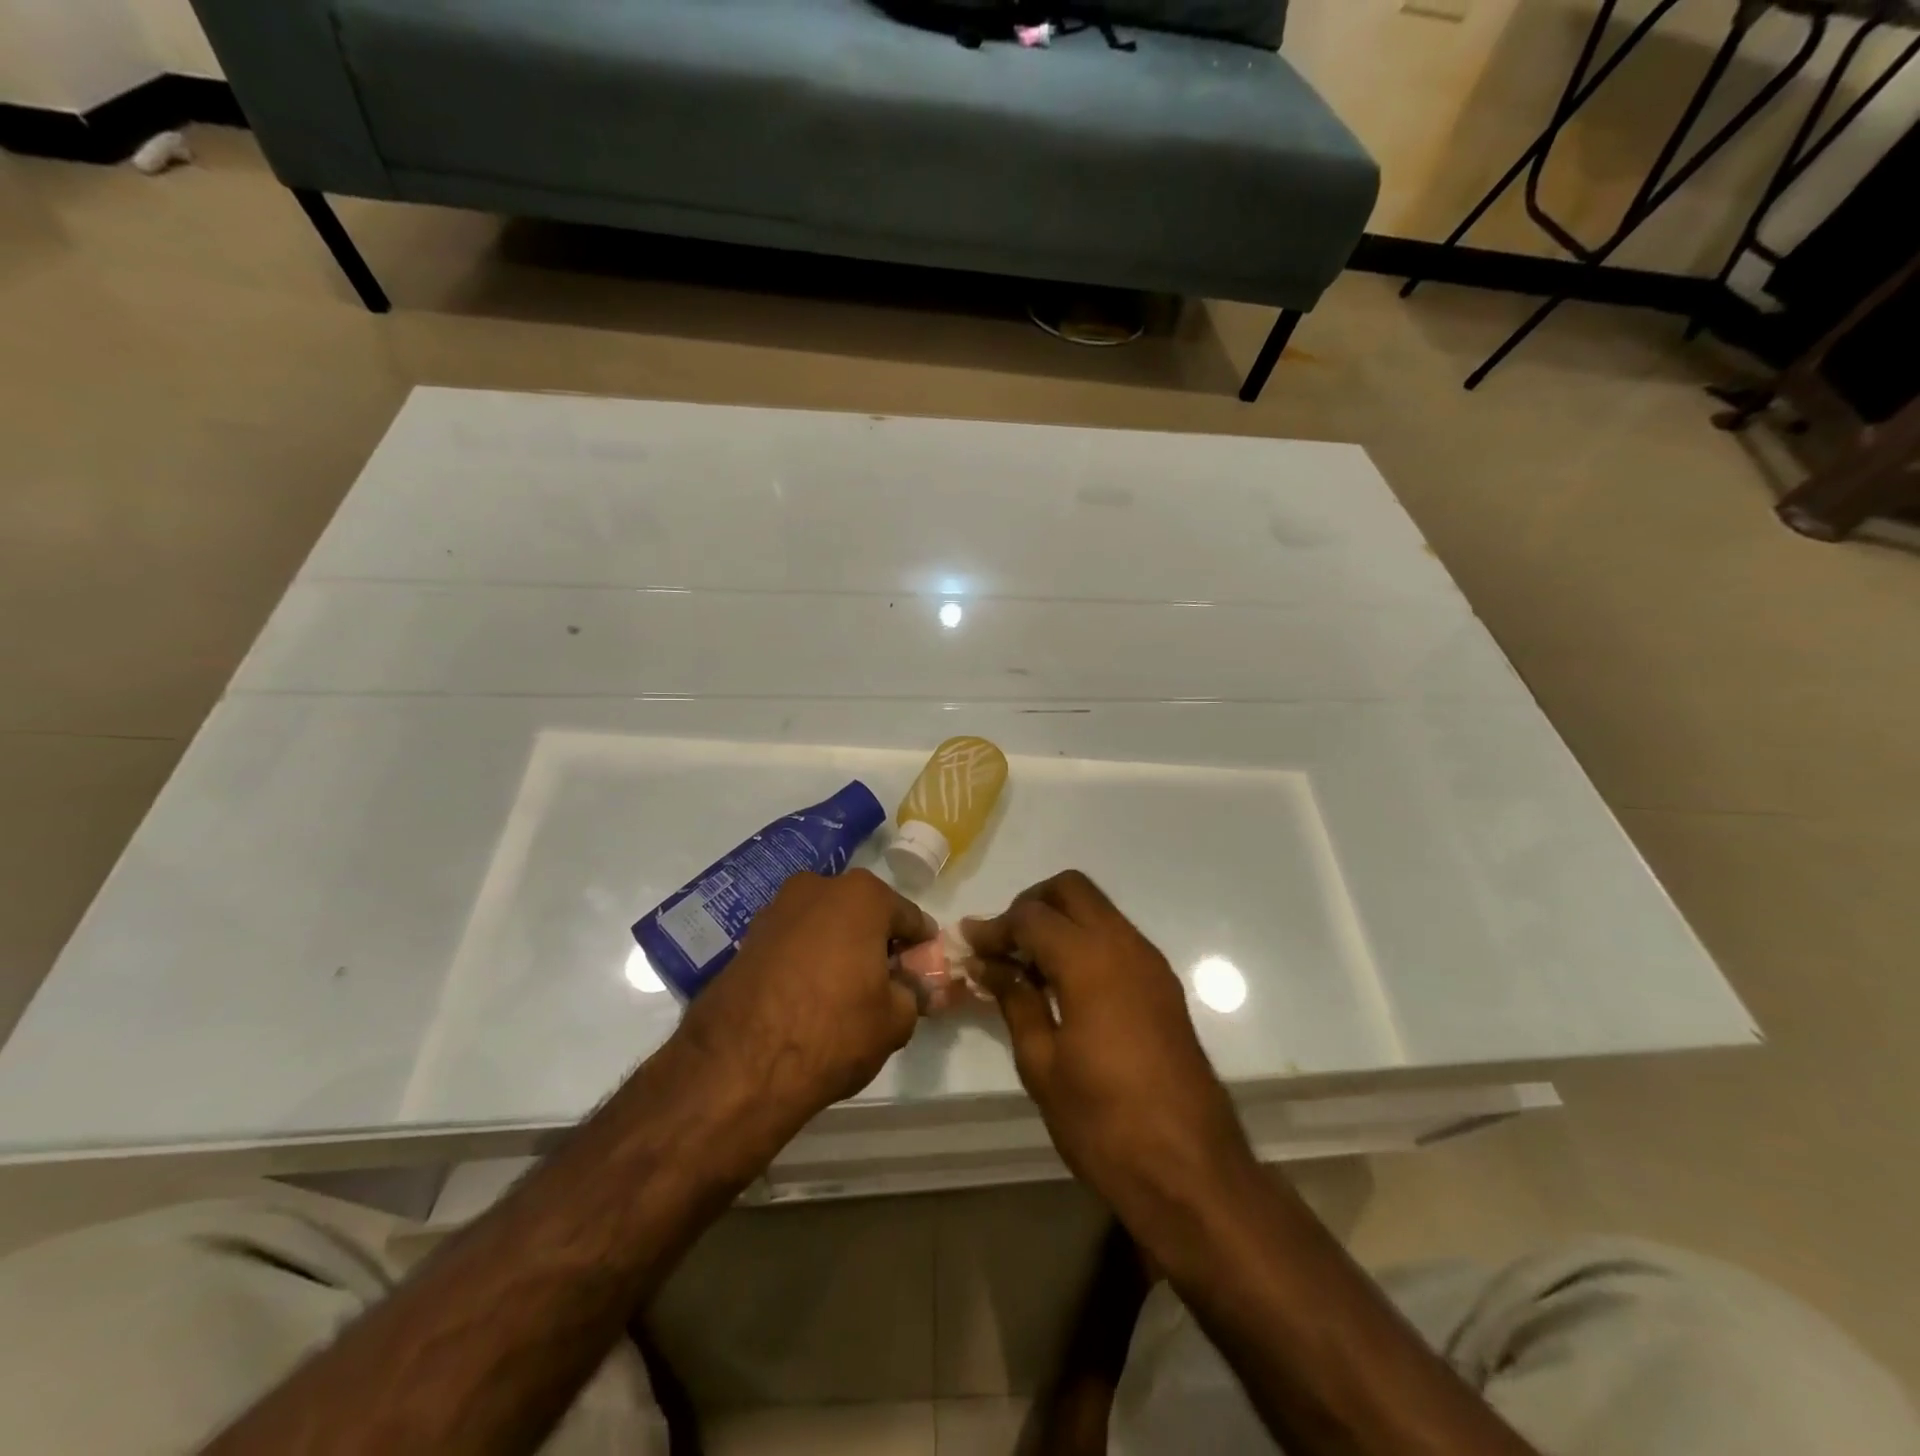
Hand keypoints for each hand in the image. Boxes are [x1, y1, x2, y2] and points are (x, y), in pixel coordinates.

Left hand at [673, 870, 935, 1153]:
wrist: (739, 1065)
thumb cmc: (833, 1031)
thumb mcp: (895, 1020)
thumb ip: (913, 994)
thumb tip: (913, 988)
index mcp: (863, 895)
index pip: (909, 917)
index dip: (921, 948)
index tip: (923, 974)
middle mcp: (818, 886)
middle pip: (864, 913)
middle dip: (877, 942)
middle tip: (885, 983)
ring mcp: (777, 908)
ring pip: (826, 924)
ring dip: (839, 947)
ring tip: (844, 992)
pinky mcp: (747, 936)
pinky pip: (794, 941)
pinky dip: (807, 959)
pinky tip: (808, 995)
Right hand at [965, 872, 1254, 1230]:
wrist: (1191, 1171)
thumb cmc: (1104, 1123)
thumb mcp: (1042, 1064)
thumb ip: (1015, 1000)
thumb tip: (988, 964)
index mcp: (1090, 961)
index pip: (1032, 916)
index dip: (995, 926)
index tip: (968, 945)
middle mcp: (1125, 945)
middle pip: (1072, 889)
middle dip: (1031, 904)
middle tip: (1004, 945)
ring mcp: (1151, 962)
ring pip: (1098, 910)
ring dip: (1060, 921)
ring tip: (1028, 966)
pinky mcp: (1163, 985)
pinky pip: (1117, 937)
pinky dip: (1085, 941)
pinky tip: (1064, 984)